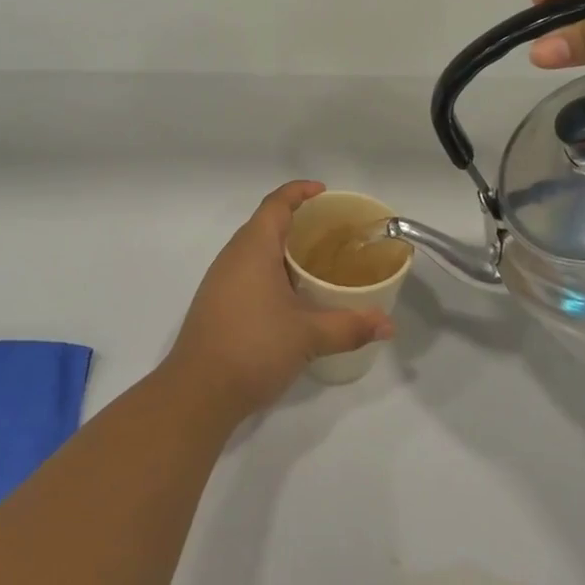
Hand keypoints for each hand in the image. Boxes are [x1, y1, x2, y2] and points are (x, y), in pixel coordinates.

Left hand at [164, 182, 394, 420]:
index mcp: (253, 248)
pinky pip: (248, 272)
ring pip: (255, 250)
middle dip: (296, 221)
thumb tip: (387, 324)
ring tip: (317, 262)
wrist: (197, 392)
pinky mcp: (217, 303)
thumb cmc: (253, 348)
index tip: (324, 192)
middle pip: (265, 224)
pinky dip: (272, 271)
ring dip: (283, 249)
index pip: (276, 204)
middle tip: (331, 231)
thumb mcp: (308, 336)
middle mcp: (233, 257)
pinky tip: (292, 296)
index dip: (299, 192)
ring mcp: (220, 281)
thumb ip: (349, 326)